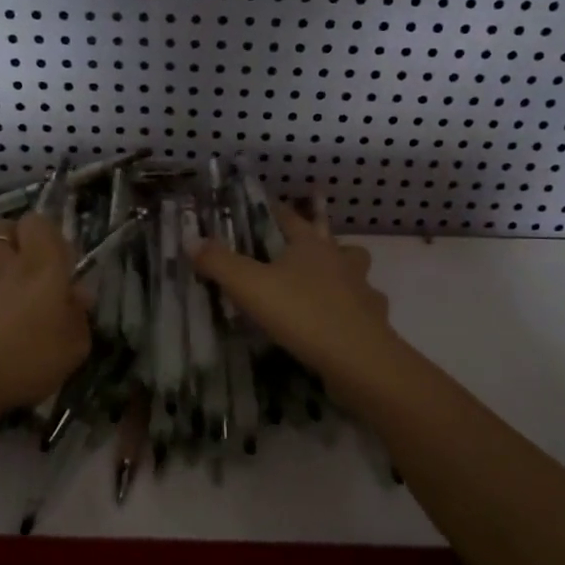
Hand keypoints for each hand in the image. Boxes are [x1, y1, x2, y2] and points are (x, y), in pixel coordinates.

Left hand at [0, 212, 90, 444]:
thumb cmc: (26, 359)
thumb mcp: (73, 348)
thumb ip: (79, 316)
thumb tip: (77, 295)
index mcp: (43, 264)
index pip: (39, 222)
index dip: (49, 235)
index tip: (61, 263)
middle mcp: (8, 261)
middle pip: (5, 227)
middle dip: (18, 239)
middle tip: (34, 269)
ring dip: (1, 266)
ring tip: (13, 299)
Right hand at [190, 197, 398, 386]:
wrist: (358, 359)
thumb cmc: (302, 313)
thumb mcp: (250, 286)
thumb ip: (219, 263)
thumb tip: (191, 239)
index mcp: (310, 246)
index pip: (290, 218)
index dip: (275, 210)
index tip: (265, 204)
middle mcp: (340, 261)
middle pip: (330, 240)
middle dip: (318, 238)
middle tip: (301, 246)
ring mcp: (362, 290)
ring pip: (356, 270)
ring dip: (343, 272)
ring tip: (325, 284)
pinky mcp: (374, 321)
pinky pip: (365, 307)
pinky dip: (354, 310)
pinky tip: (342, 322)